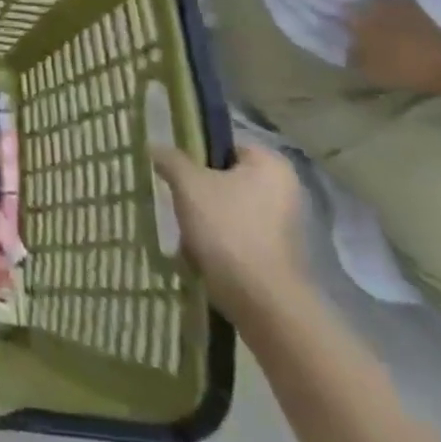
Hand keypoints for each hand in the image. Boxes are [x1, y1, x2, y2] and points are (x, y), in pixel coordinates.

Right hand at [151, 144, 306, 321]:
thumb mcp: (189, 185)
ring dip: (203, 214)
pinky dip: (216, 237)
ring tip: (182, 225)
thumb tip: (155, 146)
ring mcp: (284, 222)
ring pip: (228, 206)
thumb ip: (171, 159)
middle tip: (172, 195)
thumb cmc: (227, 229)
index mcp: (271, 164)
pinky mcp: (276, 251)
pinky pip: (236, 232)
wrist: (260, 297)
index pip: (224, 144)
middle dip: (197, 187)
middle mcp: (285, 188)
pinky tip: (197, 249)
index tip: (170, 167)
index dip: (194, 152)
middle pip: (225, 176)